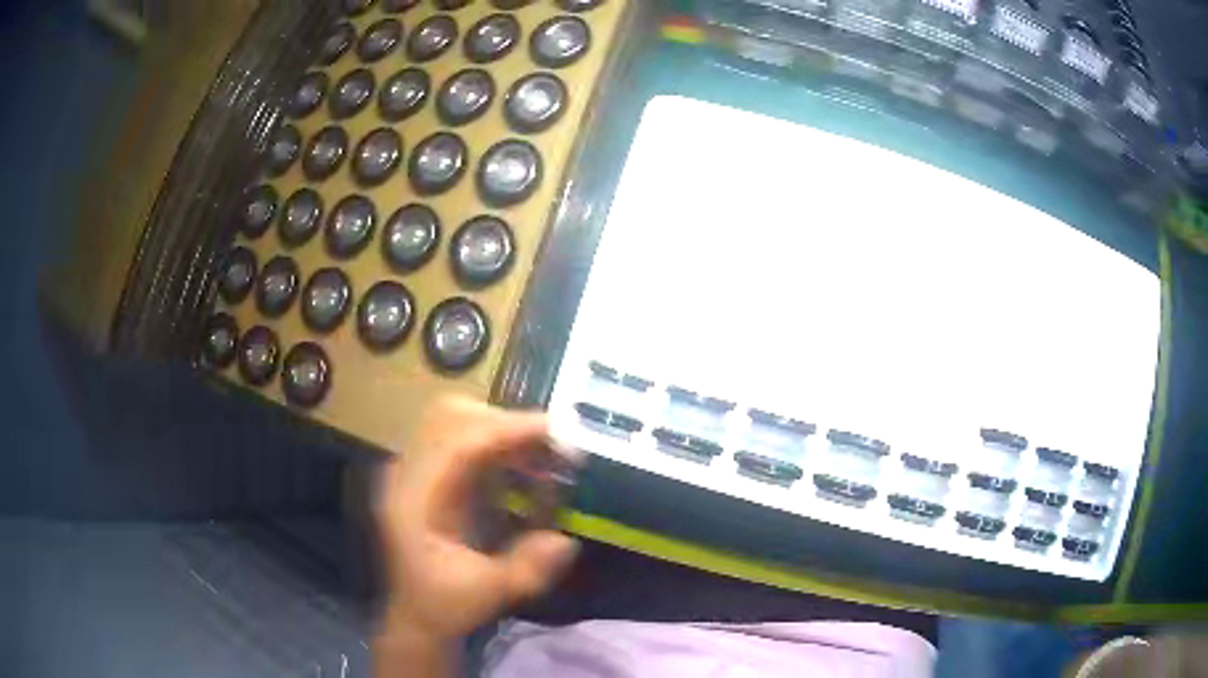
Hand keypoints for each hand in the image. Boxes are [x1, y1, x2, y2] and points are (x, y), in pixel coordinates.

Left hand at [376, 397, 578, 643]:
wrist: (417, 615)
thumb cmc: (444, 604)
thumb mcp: (486, 594)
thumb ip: (525, 569)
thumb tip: (565, 540)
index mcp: (412, 499)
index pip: (455, 442)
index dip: (508, 430)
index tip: (558, 435)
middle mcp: (409, 473)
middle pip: (453, 416)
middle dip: (508, 425)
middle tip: (555, 449)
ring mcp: (417, 469)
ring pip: (460, 420)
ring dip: (507, 432)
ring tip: (547, 460)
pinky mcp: (432, 474)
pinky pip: (466, 439)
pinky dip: (502, 446)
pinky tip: (529, 473)